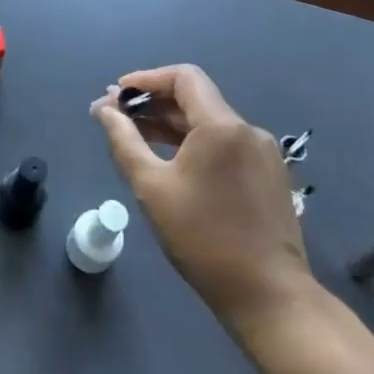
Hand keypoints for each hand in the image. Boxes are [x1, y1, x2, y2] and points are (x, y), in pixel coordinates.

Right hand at [92, 65, 318, 344]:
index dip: (146, 79)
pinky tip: (171, 163)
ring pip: (209, 123)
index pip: (183, 77)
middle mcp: (247, 130)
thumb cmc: (204, 239)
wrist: (269, 296)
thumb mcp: (152, 188)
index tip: (116, 94)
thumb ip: (123, 140)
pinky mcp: (269, 175)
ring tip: (136, 138)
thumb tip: (104, 110)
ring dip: (171, 125)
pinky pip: (224, 145)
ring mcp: (263, 153)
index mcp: (222, 126)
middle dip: (153, 104)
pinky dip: (194, 144)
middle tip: (116, 117)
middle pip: (195, 99)